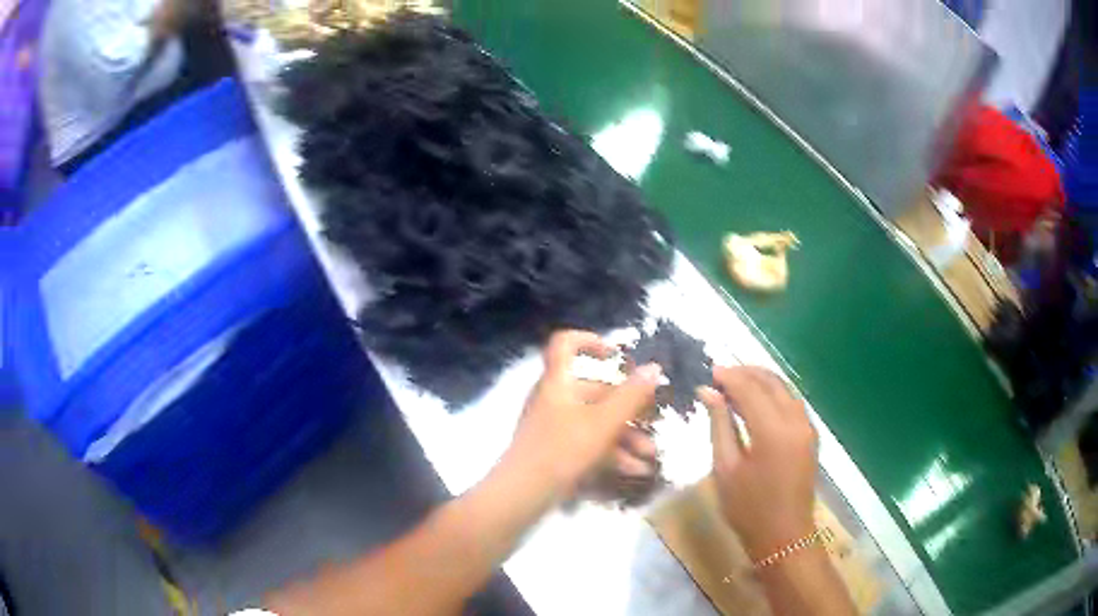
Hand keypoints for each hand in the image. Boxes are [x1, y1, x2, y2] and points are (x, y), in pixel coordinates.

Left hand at [504, 331, 661, 503]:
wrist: (522, 495)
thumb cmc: (562, 451)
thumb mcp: (603, 423)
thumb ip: (631, 396)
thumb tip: (654, 367)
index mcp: (558, 382)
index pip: (564, 344)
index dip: (589, 340)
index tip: (616, 354)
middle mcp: (554, 399)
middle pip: (594, 392)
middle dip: (628, 409)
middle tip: (654, 422)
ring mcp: (554, 427)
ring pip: (595, 422)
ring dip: (625, 437)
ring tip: (650, 456)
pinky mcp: (556, 452)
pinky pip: (588, 444)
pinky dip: (610, 454)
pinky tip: (635, 472)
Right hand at [698, 366, 817, 560]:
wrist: (784, 536)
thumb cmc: (748, 508)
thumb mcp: (725, 468)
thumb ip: (720, 424)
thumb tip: (708, 392)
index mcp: (773, 430)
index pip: (750, 388)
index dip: (728, 376)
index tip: (708, 371)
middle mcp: (795, 420)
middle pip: (771, 381)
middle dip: (745, 372)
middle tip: (719, 374)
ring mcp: (807, 426)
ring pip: (784, 388)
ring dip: (760, 381)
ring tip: (734, 385)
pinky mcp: (810, 434)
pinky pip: (791, 402)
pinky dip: (773, 393)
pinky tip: (756, 401)